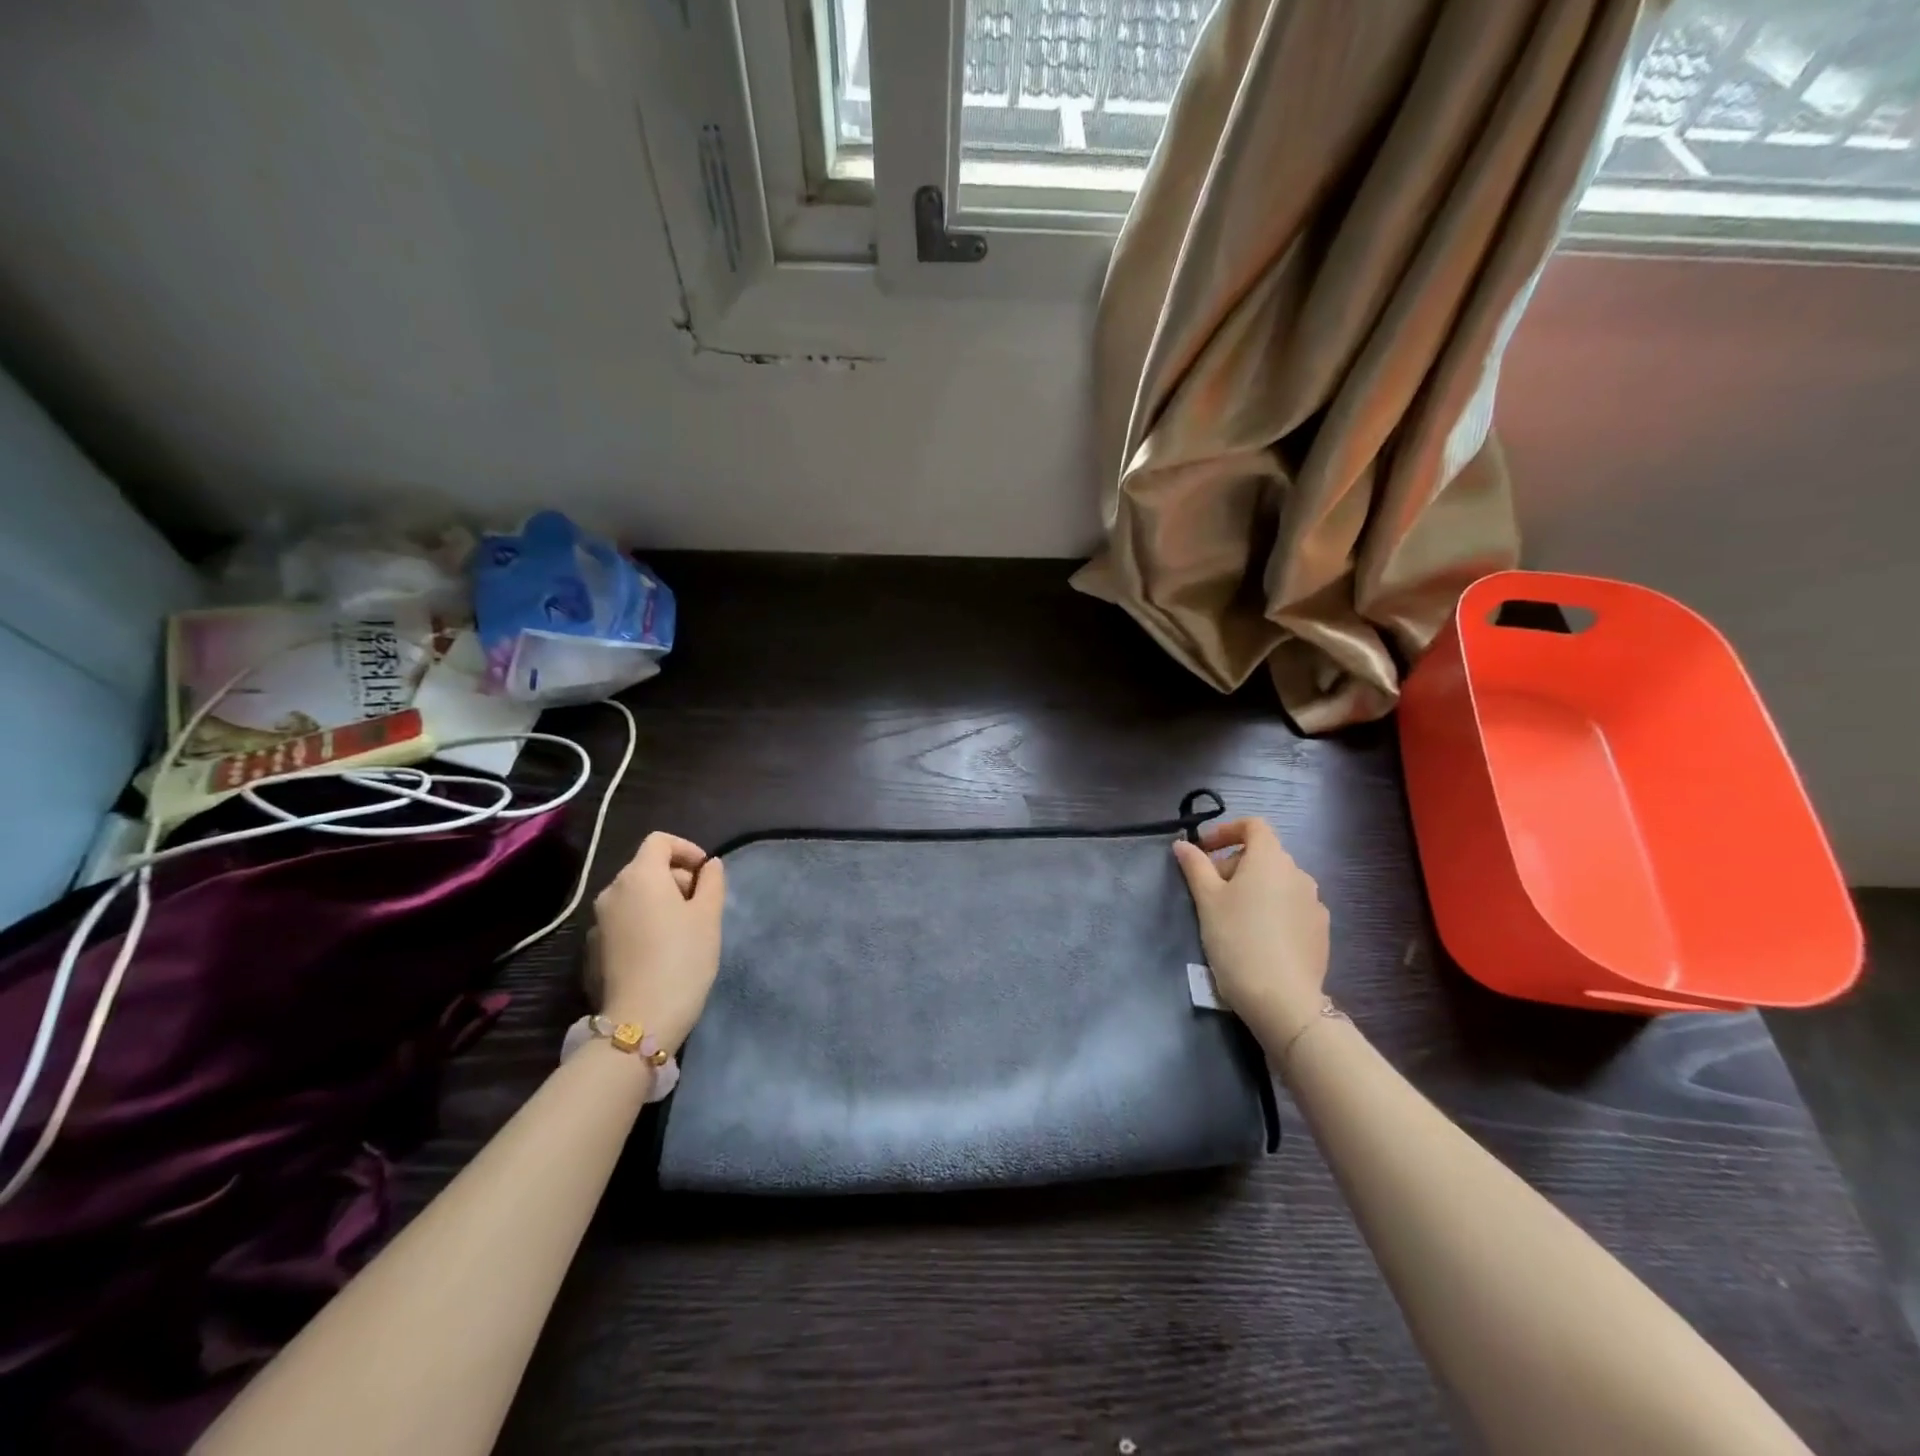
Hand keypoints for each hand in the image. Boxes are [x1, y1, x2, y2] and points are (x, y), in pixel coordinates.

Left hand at [589, 832, 726, 1053]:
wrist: (640, 1020)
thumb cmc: (683, 959)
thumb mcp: (709, 916)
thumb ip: (712, 882)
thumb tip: (709, 865)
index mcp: (639, 876)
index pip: (660, 841)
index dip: (686, 848)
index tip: (706, 873)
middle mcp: (612, 891)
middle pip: (646, 867)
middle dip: (676, 877)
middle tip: (702, 905)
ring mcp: (598, 921)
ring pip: (634, 896)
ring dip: (660, 901)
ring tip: (684, 929)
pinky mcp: (594, 948)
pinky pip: (624, 920)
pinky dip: (644, 922)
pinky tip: (661, 950)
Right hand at [1172, 818, 1329, 1047]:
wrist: (1282, 999)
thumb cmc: (1237, 939)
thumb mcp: (1207, 900)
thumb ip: (1195, 866)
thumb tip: (1182, 845)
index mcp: (1271, 859)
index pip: (1254, 826)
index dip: (1227, 831)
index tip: (1204, 850)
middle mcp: (1299, 874)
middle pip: (1264, 855)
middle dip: (1234, 864)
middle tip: (1208, 890)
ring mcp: (1314, 903)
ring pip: (1278, 882)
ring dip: (1253, 888)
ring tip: (1230, 916)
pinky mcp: (1320, 931)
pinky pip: (1291, 907)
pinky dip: (1271, 909)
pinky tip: (1256, 937)